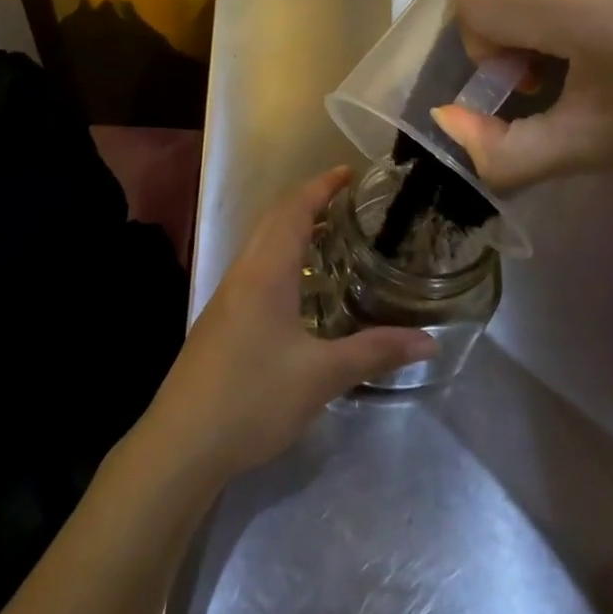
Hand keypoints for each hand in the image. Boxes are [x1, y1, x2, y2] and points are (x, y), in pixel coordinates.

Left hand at [142, 169, 437, 481]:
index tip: (348, 172)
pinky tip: (299, 289)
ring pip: (261, 245)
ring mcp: (227, 297)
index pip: (294, 211)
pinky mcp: (220, 320)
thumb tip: (430, 341)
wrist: (182, 441)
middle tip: (346, 200)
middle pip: (274, 220)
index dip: (320, 187)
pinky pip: (255, 269)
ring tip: (329, 236)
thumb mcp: (321, 376)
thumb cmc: (253, 397)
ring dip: (292, 230)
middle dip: (307, 202)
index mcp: (266, 272)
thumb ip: (375, 353)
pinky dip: (281, 258)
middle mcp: (243, 273)